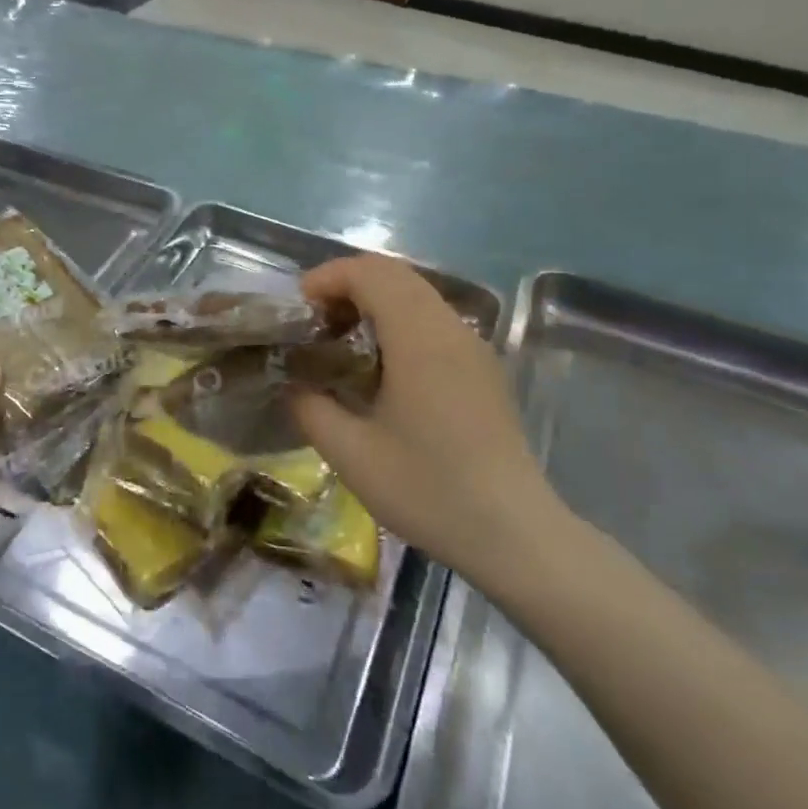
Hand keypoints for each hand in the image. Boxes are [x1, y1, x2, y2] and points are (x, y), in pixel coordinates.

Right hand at [291, 255, 567, 587]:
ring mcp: (473, 347)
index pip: (370, 273)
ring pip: (417, 294)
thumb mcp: (351, 454)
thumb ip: (310, 408)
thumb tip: (293, 384)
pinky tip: (381, 366)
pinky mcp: (483, 368)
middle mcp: (450, 329)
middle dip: (347, 285)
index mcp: (419, 339)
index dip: (328, 277)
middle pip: (395, 275)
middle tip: (314, 321)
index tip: (298, 309)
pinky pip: (434, 320)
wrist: (514, 535)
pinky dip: (398, 320)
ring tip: (341, 339)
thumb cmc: (428, 490)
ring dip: (374, 301)